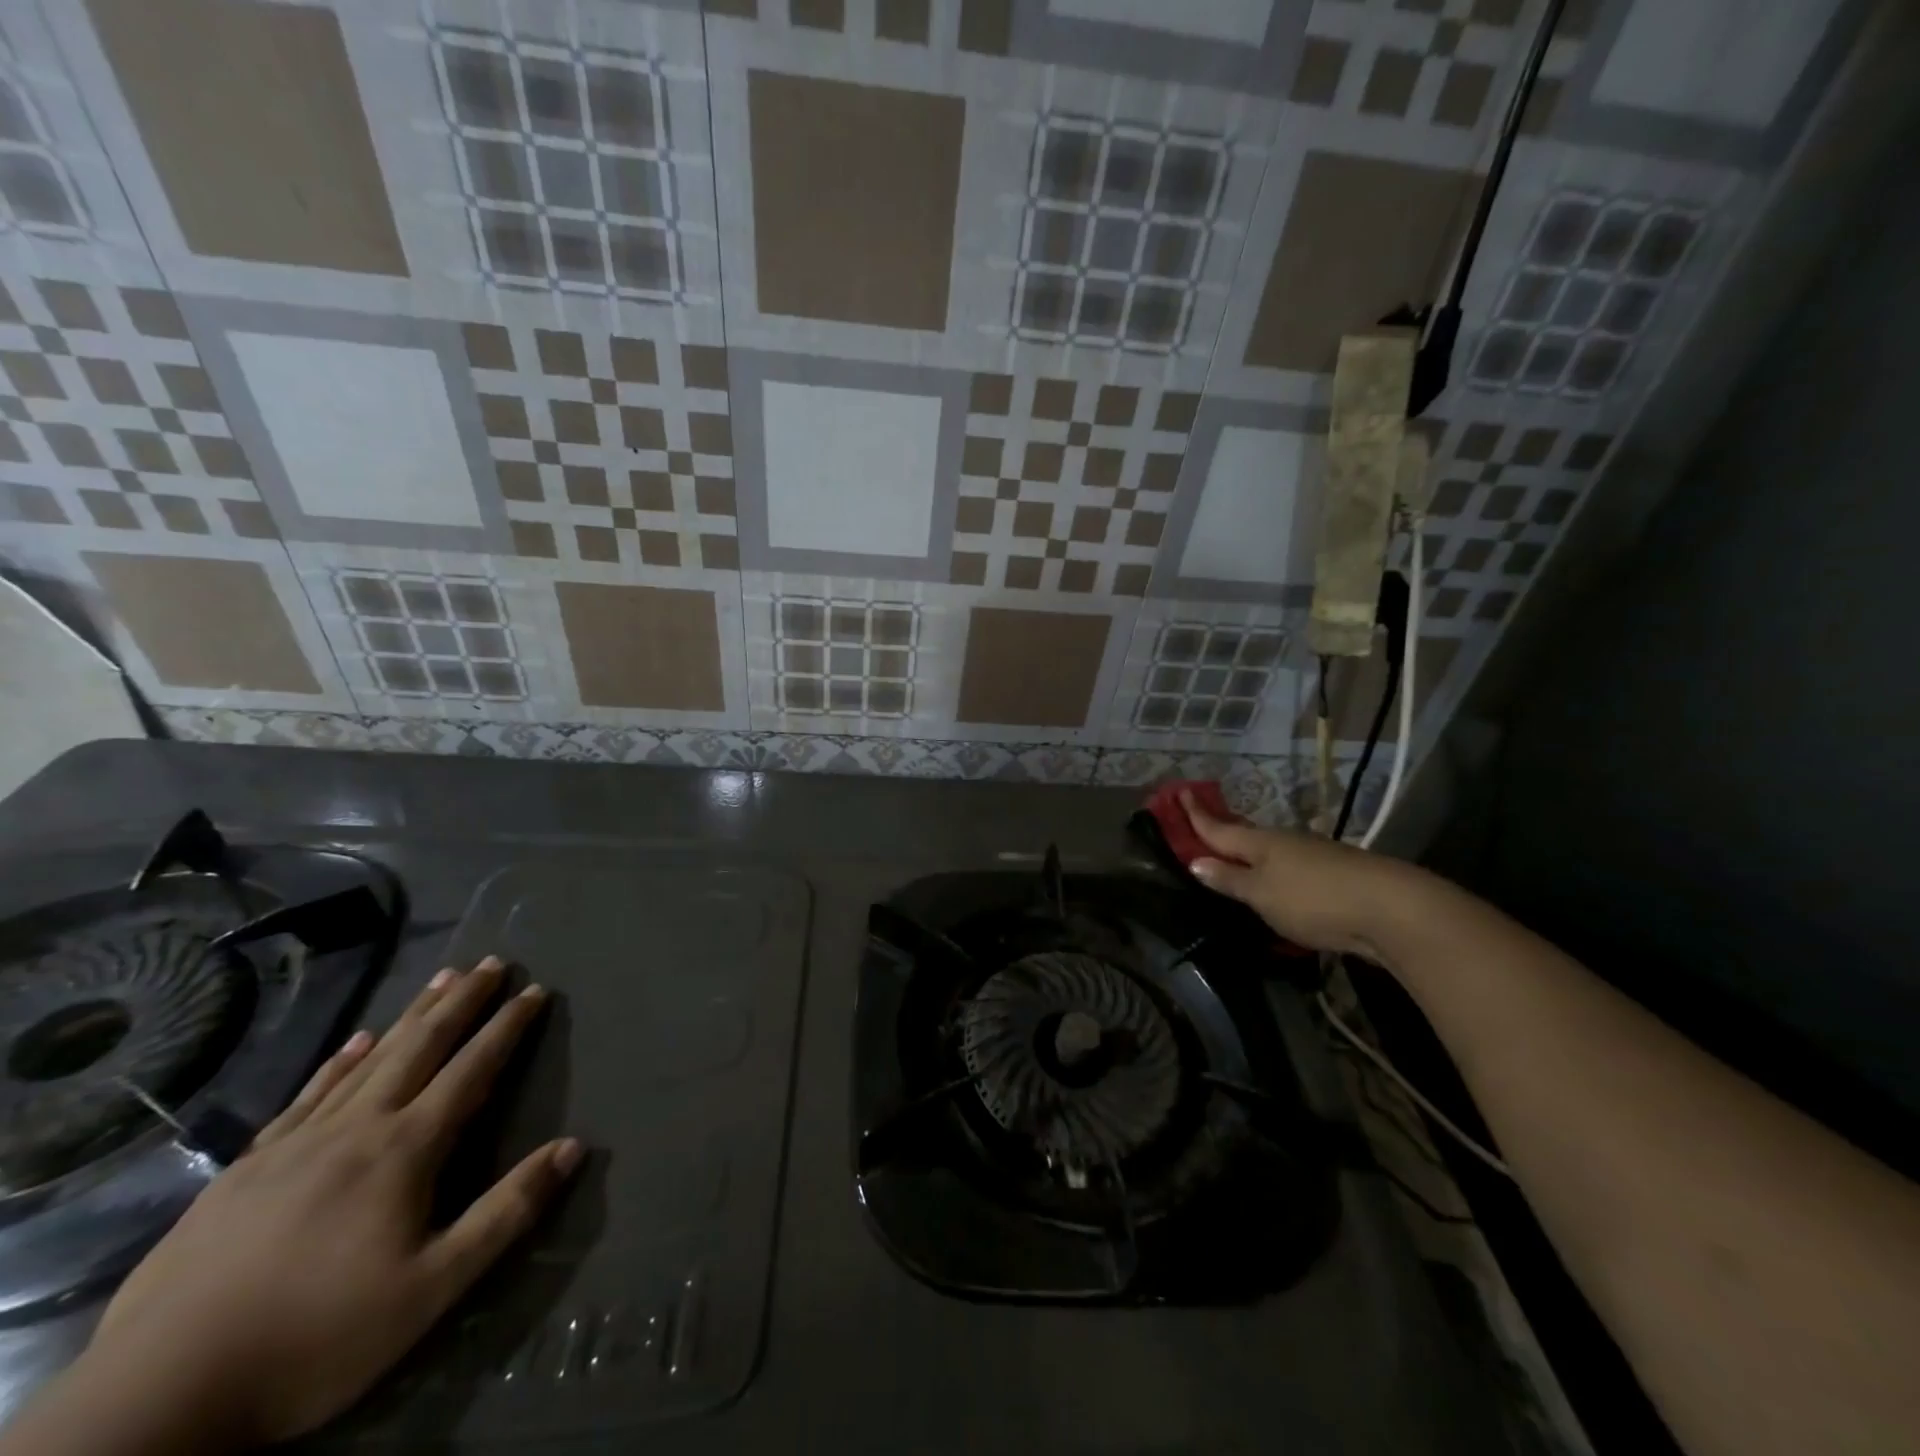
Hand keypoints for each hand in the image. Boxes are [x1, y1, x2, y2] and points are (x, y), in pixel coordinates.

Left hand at [81, 957, 578, 1448]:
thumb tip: (573, 1147)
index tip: (536, 991)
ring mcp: (295, 1143)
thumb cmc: (317, 1339)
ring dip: (412, 1015)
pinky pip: (309, 1093)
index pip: (472, 1070)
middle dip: (462, 1002)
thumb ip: (508, 1211)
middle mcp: (356, 1127)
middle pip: (421, 1047)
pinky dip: (341, 1059)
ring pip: (369, 1059)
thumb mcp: (434, 1288)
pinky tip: (356, 1040)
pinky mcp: (245, 1168)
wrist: (155, 1401)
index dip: (507, 1027)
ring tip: (441, 979)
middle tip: (493, 963)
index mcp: (404, 1150)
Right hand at [1180, 791, 1419, 958]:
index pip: (1218, 828)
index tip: (1179, 792)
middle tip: (1201, 822)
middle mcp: (1285, 843)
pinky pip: (1292, 868)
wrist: (1392, 909)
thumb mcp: (1262, 894)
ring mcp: (1314, 857)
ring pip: (1271, 852)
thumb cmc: (1313, 899)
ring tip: (1234, 860)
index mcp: (1261, 843)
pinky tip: (1277, 885)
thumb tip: (1197, 860)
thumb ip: (1230, 879)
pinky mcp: (1335, 875)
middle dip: (1222, 830)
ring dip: (1250, 854)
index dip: (1197, 814)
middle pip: (1245, 836)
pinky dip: (1275, 872)